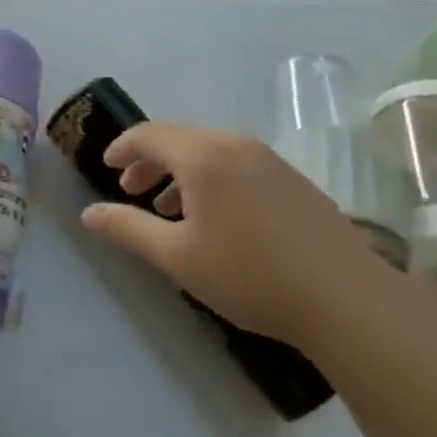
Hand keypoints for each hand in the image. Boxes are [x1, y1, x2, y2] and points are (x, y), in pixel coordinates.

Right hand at [80, 122, 391, 348]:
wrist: (348, 301)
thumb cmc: (251, 276)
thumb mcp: (177, 257)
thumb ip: (127, 230)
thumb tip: (87, 214)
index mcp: (202, 155)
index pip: (148, 135)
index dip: (122, 148)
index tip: (107, 168)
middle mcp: (234, 145)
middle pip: (179, 138)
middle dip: (149, 161)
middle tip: (131, 190)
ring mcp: (269, 160)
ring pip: (209, 151)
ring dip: (180, 171)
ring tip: (168, 208)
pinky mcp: (293, 179)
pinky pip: (236, 163)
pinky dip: (210, 178)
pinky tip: (215, 217)